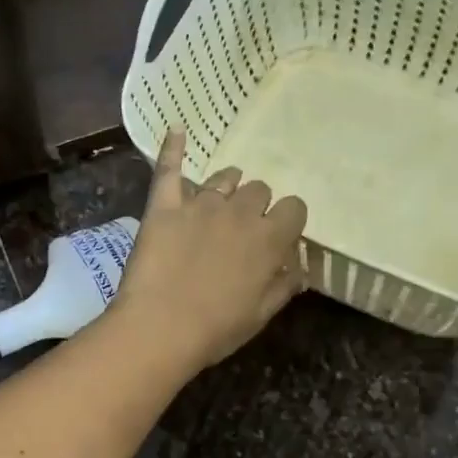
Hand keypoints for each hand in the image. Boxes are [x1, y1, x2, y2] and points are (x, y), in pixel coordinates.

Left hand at [111, 129, 307, 373]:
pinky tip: (177, 128)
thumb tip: (298, 268)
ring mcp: (200, 205)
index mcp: (270, 238)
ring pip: (223, 178)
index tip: (276, 237)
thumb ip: (283, 285)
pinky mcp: (164, 205)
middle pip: (258, 190)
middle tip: (238, 231)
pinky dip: (173, 147)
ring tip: (216, 203)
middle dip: (254, 206)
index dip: (286, 221)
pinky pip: (170, 168)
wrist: (159, 329)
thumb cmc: (215, 329)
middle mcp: (239, 212)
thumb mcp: (260, 314)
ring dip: (226, 187)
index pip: (294, 208)